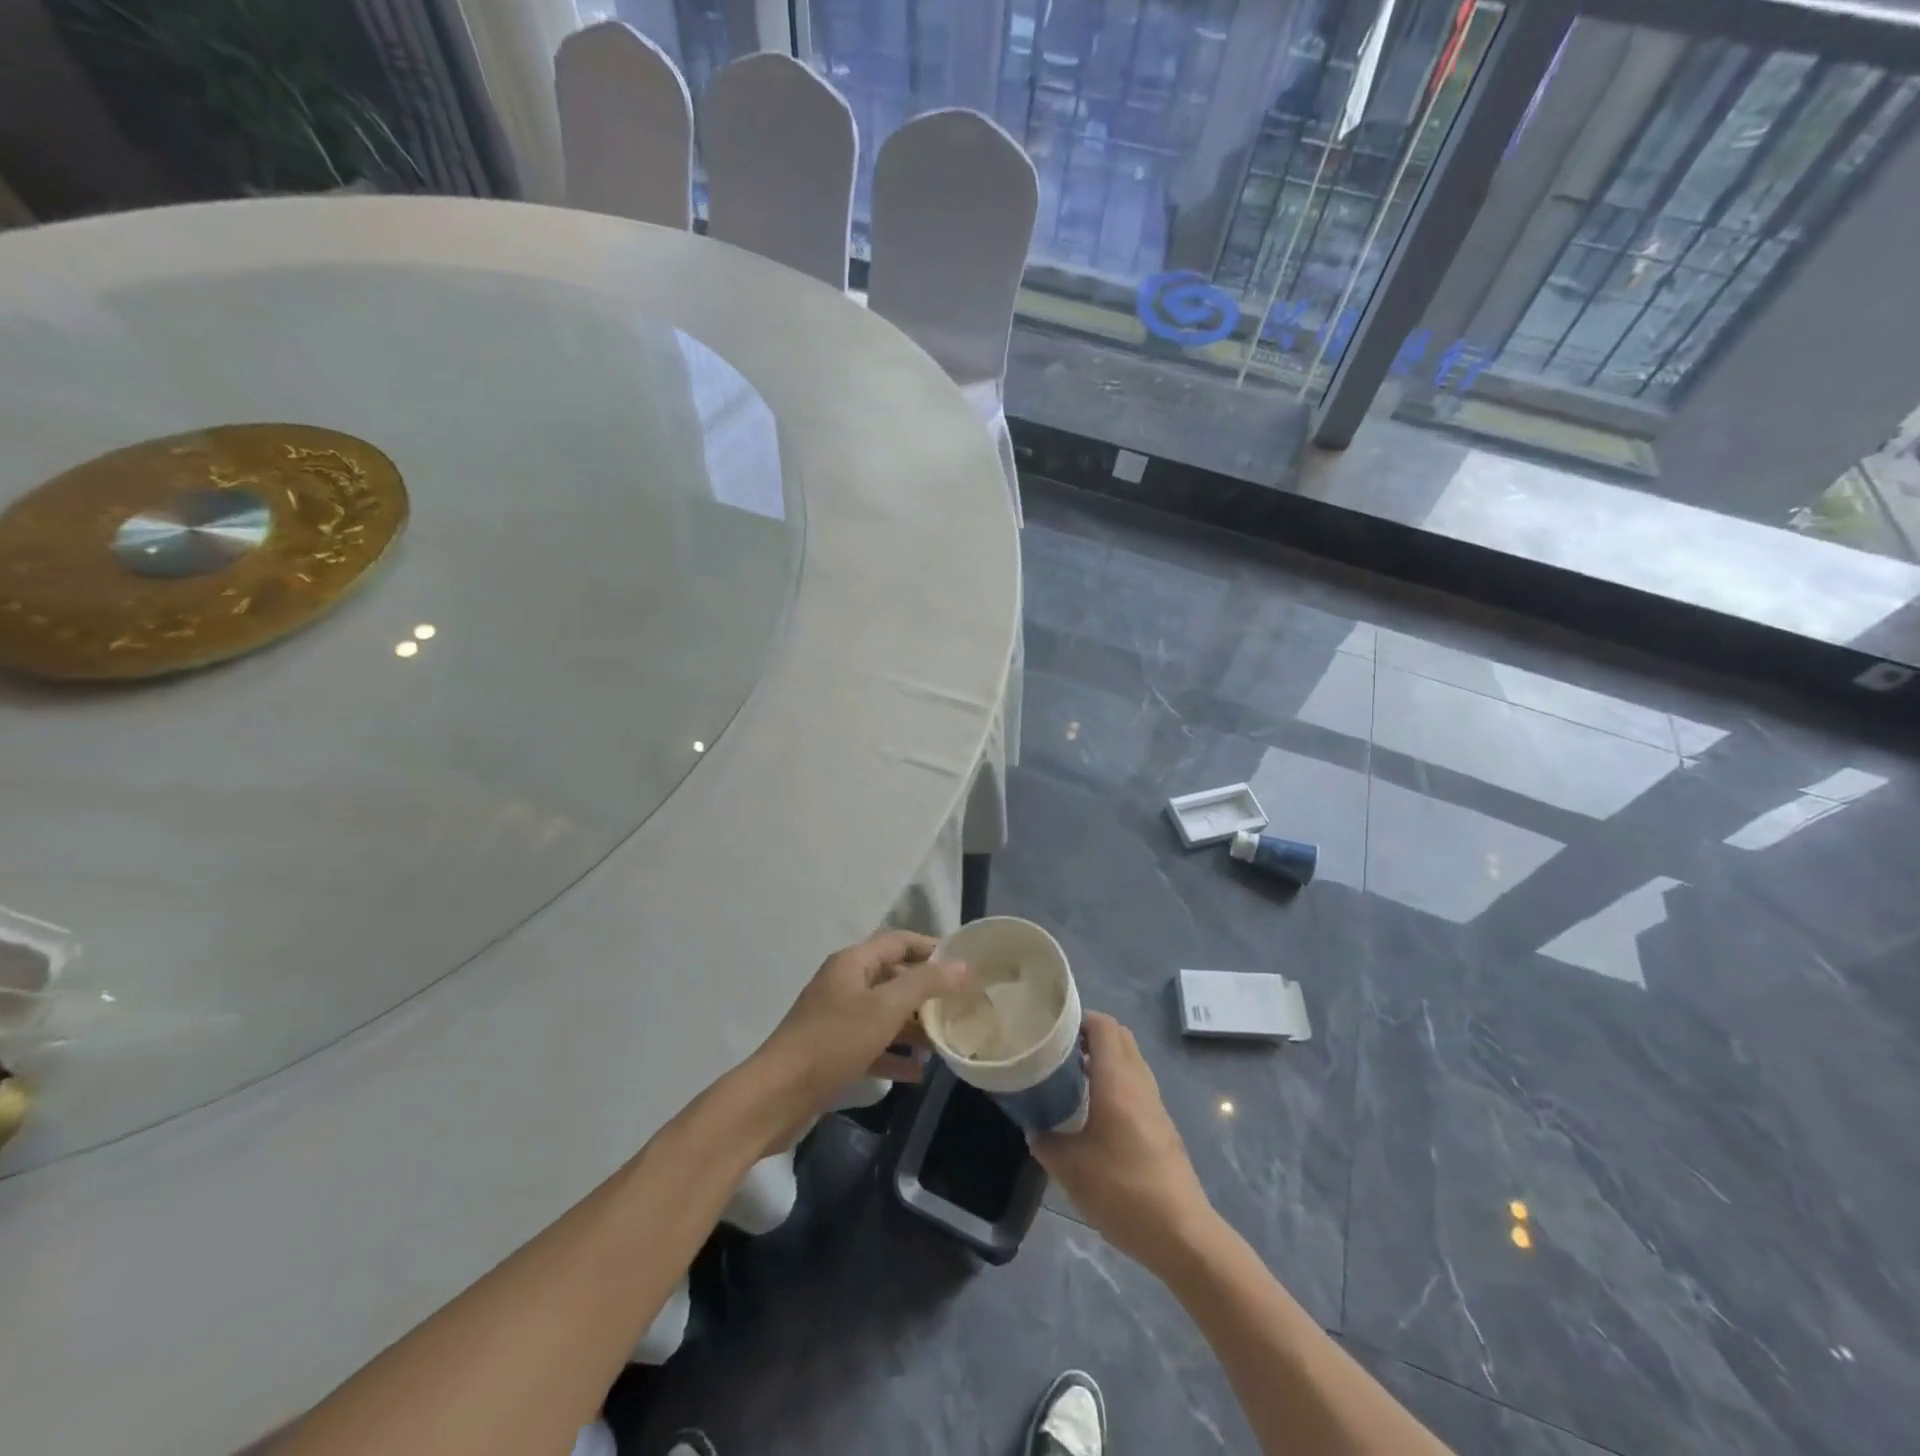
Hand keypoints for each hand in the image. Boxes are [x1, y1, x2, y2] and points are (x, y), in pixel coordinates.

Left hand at [754, 930, 969, 1118]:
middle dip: (926, 991)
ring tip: (945, 1042)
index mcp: (853, 963)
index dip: (931, 948)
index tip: (964, 963)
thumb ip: (925, 984)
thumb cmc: (833, 1041)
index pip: (898, 941)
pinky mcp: (833, 1051)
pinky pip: (872, 1045)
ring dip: (913, 1026)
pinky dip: (894, 1054)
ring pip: (884, 1014)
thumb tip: (963, 965)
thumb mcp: (885, 1008)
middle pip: (893, 978)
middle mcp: (844, 984)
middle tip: (961, 1006)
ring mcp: (837, 1018)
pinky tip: (918, 1072)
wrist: (776, 1096)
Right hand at [1029, 1012, 1214, 1273]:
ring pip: (1129, 1060)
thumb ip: (1047, 1142)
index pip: (1103, 1025)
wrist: (1182, 1235)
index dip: (1078, 1018)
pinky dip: (1115, 1081)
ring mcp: (1154, 1104)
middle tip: (1058, 1050)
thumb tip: (1035, 1130)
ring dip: (1103, 1058)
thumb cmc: (1123, 1191)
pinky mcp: (1162, 1126)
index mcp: (1117, 1080)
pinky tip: (1094, 1111)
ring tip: (1071, 1076)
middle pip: (1118, 1037)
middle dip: (1089, 1035)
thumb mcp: (1071, 1170)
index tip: (1051, 1029)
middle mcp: (1138, 1082)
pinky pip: (1135, 1085)